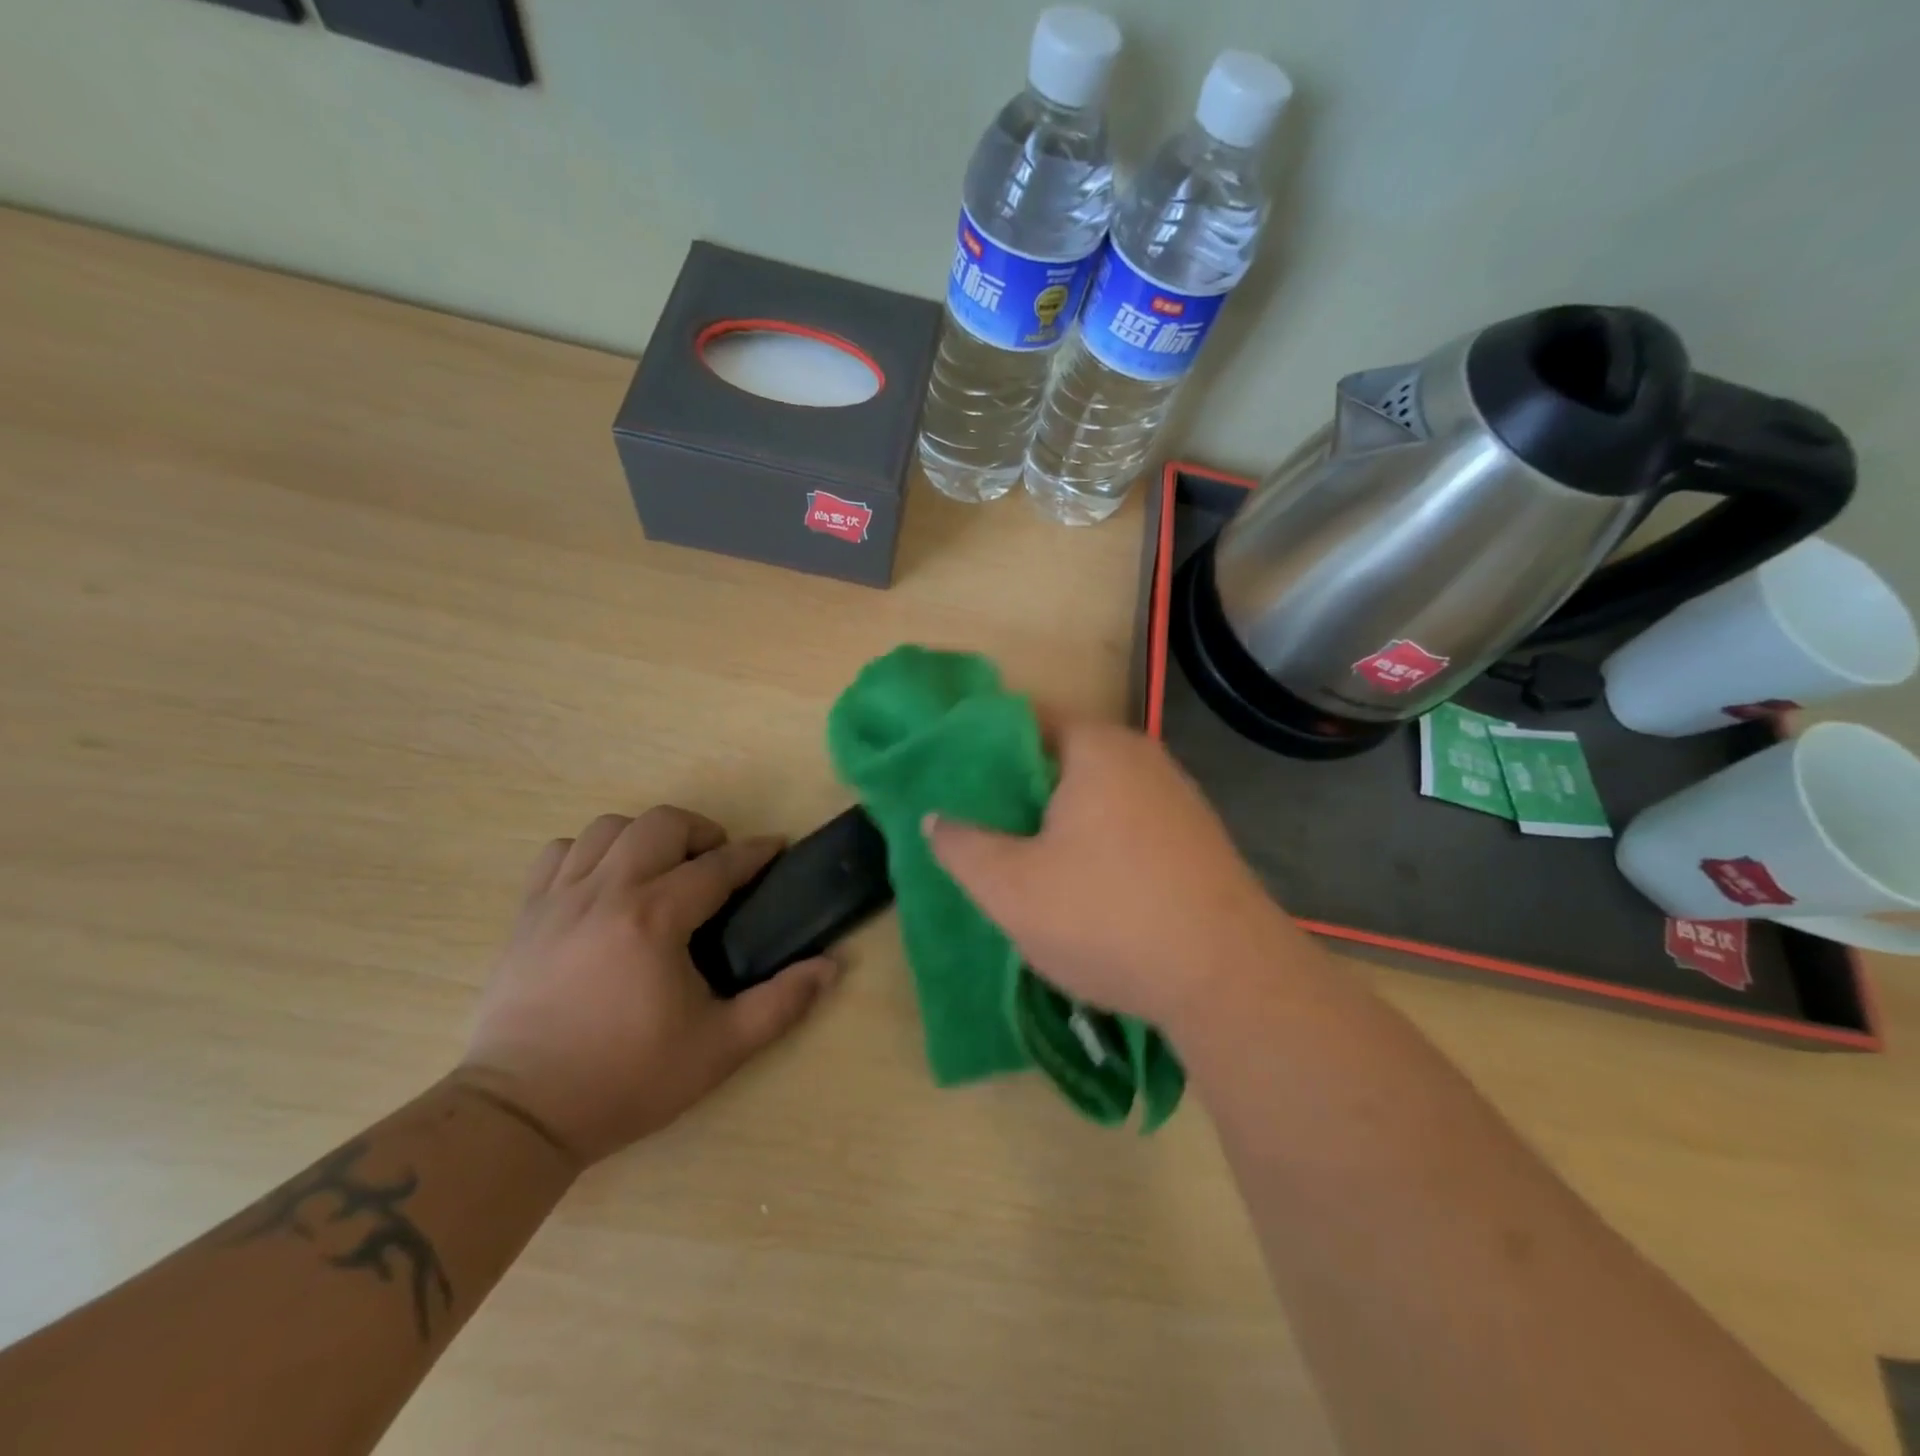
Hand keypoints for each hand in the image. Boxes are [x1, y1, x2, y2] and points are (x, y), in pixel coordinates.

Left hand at [459, 807, 838, 1165]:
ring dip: (645, 837)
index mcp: (655, 918)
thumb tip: (831, 966)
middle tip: (717, 864)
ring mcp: (560, 898)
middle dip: (701, 831)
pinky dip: (591, 853)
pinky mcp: (527, 914)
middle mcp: (607, 892)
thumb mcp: (719, 1049)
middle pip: (660, 824)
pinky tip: (605, 884)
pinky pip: (561, 853)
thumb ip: (781, 1003)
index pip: (718, 865)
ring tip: (661, 870)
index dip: (755, 852)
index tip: (777, 848)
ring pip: (608, 828)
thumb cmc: (625, 1079)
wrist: (520, 1115)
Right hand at [925, 721, 1308, 1030]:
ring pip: (1095, 794)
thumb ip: (962, 845)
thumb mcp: (1010, 887)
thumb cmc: (1107, 916)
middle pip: (1060, 758)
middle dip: (1016, 789)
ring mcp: (1176, 797)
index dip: (980, 745)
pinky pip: (1127, 822)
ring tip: (1018, 857)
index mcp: (1097, 748)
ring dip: (1055, 820)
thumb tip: (936, 817)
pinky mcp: (1195, 838)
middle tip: (976, 824)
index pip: (1024, 720)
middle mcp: (1142, 757)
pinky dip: (1094, 840)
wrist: (1229, 980)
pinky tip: (1079, 884)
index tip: (950, 779)